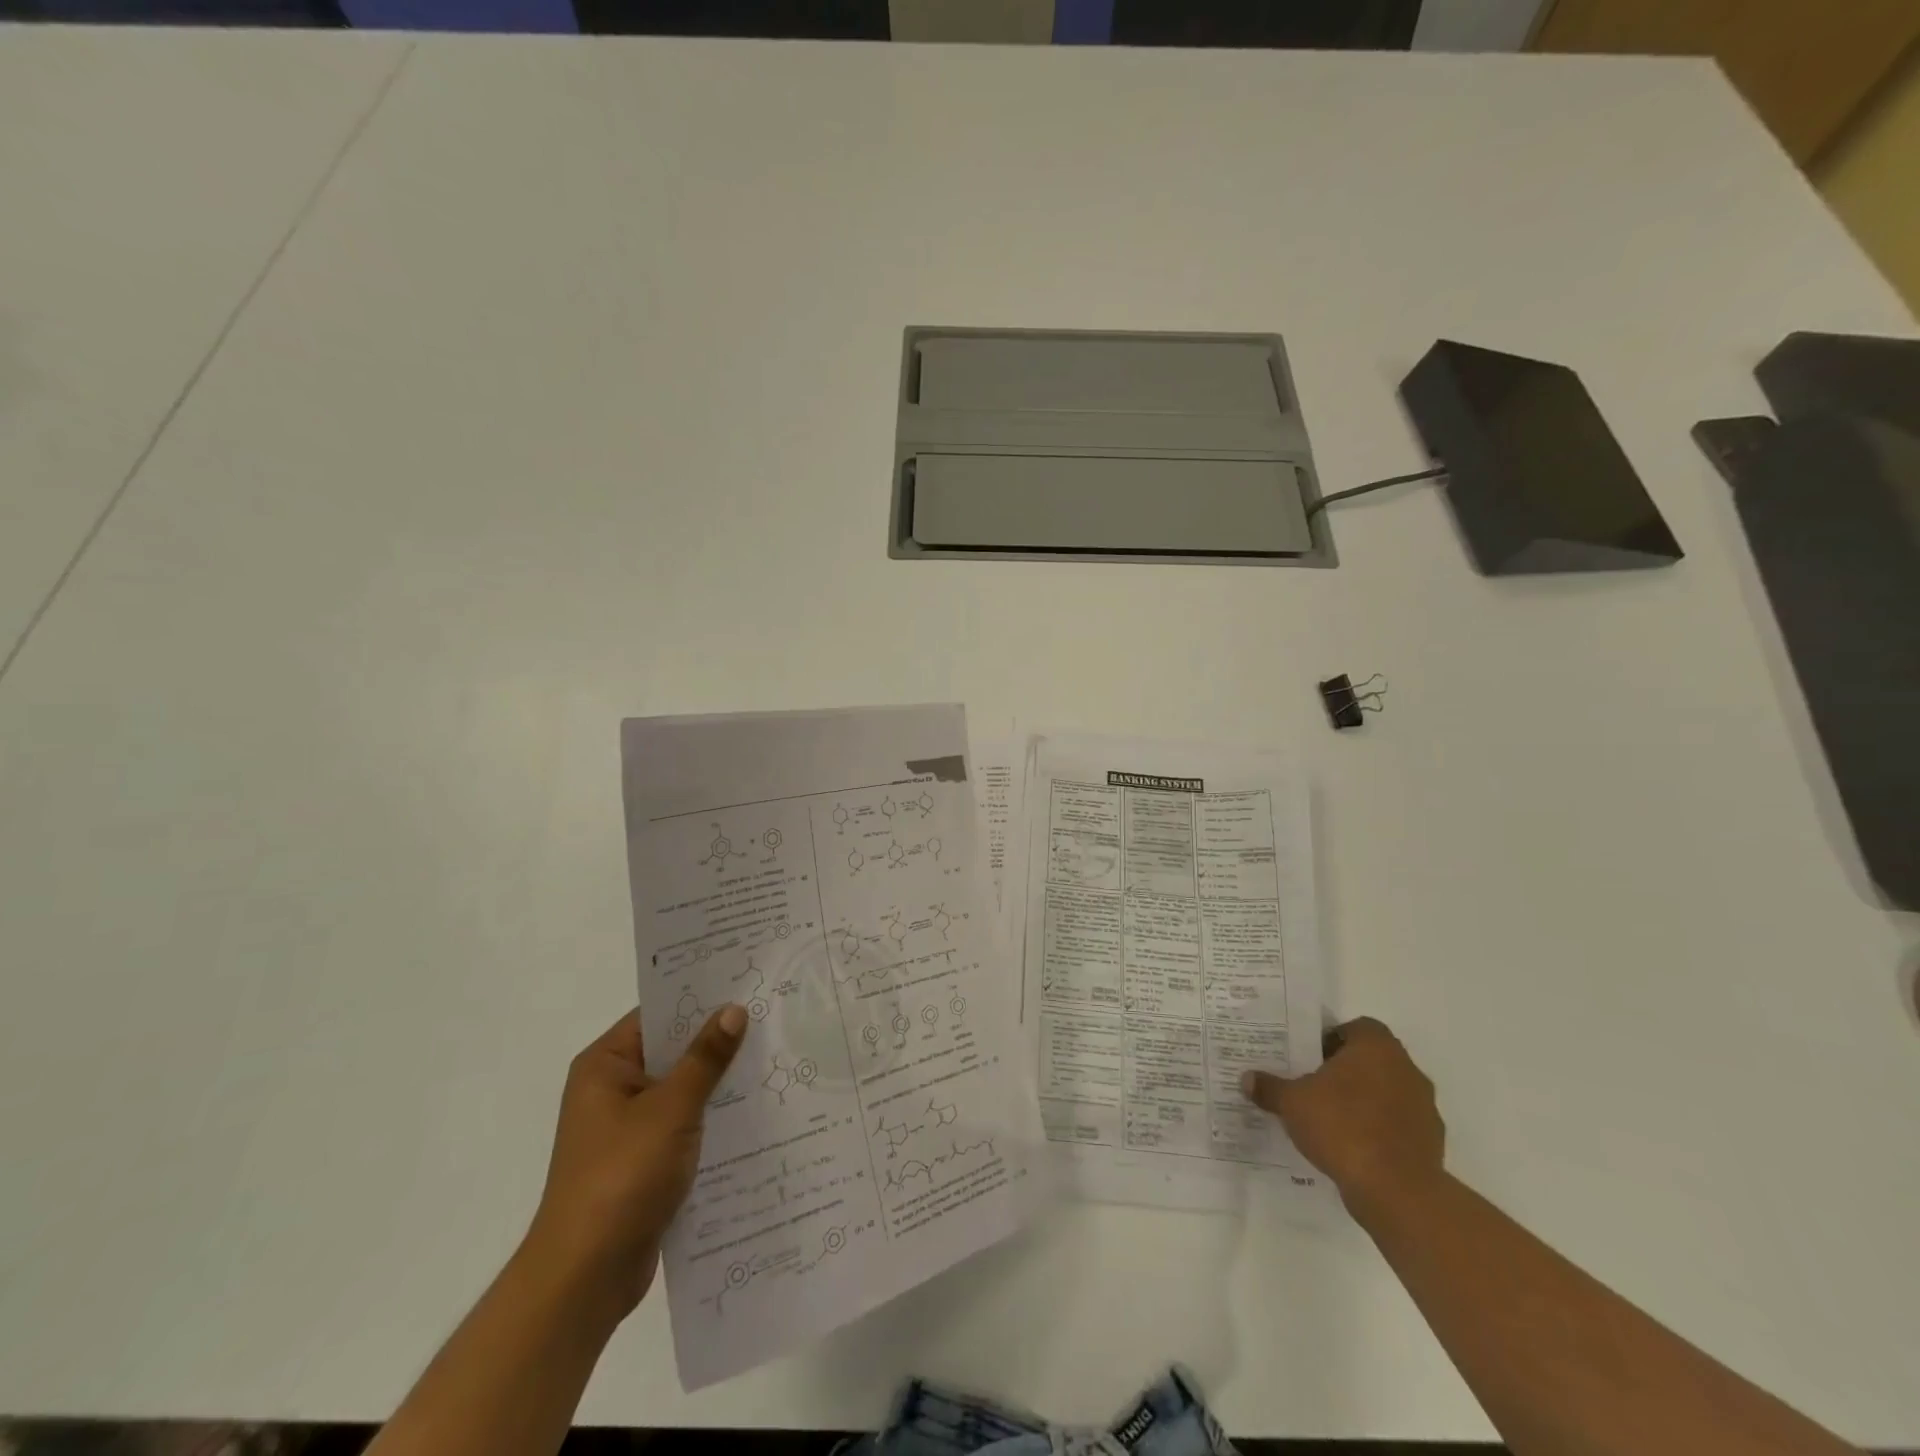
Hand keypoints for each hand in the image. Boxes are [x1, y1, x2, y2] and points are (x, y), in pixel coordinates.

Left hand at [521, 1005, 746, 1322]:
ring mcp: (629, 1128)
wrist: (585, 1278)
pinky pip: (686, 1124)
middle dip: (719, 1041)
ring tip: (777, 1057)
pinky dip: (714, 1118)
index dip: (701, 998)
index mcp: (605, 1066)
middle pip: (673, 1051)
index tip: (748, 984)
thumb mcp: (670, 1109)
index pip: (659, 1014)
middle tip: (773, 1018)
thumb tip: (734, 1009)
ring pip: (684, 1089)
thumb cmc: (621, 1177)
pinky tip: (758, 1111)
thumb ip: (705, 1058)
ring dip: (721, 1082)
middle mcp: (613, 1089)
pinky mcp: (645, 1161)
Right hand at [1241, 1016, 1444, 1217]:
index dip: (1332, 1040)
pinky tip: (1353, 1147)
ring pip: (1387, 1093)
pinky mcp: (1431, 1143)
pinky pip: (1397, 1126)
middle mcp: (1406, 1069)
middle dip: (1344, 1071)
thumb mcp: (1292, 1103)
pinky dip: (1378, 1131)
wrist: (1397, 1191)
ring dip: (1364, 1102)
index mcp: (1376, 1047)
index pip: (1356, 1028)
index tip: (1310, 1058)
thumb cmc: (1342, 1127)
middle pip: (1372, 1060)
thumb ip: (1270, 1087)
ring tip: (1331, 1120)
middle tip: (1313, 1086)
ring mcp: (1424, 1108)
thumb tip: (1246, 1079)